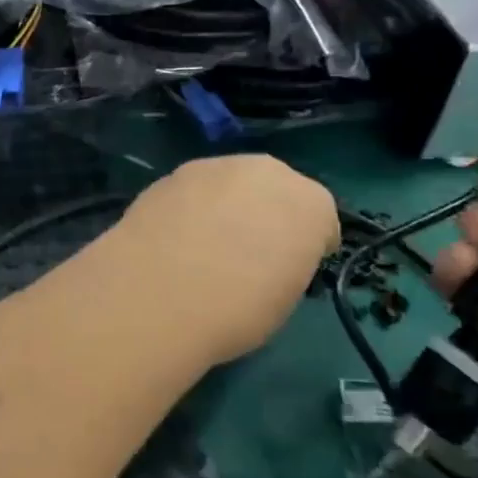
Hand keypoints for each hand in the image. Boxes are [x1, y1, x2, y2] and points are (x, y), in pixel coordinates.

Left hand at [107, 154, 337, 365]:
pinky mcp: (168, 175)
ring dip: (224, 205)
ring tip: (203, 243)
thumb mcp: (284, 297)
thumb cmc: (237, 311)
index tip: (290, 268)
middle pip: (274, 189)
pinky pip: (191, 192)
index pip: (320, 220)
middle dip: (265, 213)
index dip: (306, 245)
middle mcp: (266, 172)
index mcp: (311, 203)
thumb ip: (285, 263)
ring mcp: (212, 167)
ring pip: (229, 184)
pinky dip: (188, 209)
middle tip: (246, 250)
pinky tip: (173, 239)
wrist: (157, 296)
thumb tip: (265, 259)